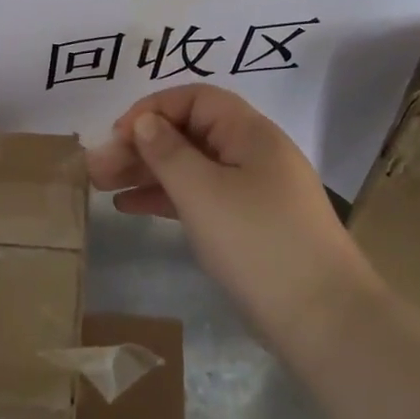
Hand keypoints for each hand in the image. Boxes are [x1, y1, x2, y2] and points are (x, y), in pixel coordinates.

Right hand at [87, 85, 367, 348]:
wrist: (323, 319)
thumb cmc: (257, 243)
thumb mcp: (203, 192)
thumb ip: (168, 152)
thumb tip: (145, 122)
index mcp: (250, 133)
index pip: (195, 99)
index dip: (152, 110)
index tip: (117, 136)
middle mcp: (253, 154)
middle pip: (189, 133)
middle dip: (141, 145)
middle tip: (96, 168)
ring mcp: (253, 191)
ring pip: (191, 168)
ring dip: (147, 172)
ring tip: (102, 186)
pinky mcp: (248, 224)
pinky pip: (200, 197)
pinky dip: (166, 198)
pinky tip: (131, 207)